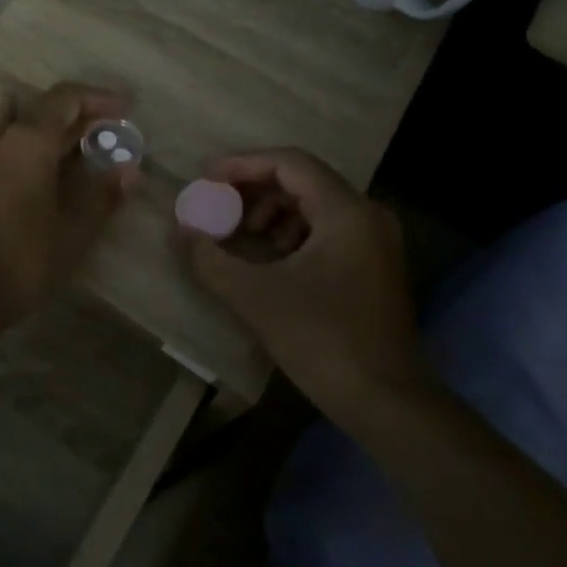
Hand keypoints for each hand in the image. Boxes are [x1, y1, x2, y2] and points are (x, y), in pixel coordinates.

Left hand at [0, 83, 136, 325]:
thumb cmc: (20, 260)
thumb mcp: (73, 232)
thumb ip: (102, 195)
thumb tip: (128, 170)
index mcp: (27, 140)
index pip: (66, 98)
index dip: (98, 99)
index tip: (126, 110)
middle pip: (40, 109)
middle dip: (76, 117)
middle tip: (106, 135)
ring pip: (14, 125)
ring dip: (46, 130)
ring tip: (73, 151)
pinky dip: (24, 148)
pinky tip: (38, 175)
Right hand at [177, 149, 426, 420]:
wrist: (387, 402)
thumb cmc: (322, 341)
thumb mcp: (256, 297)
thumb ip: (210, 259)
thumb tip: (179, 232)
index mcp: (346, 212)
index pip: (290, 163)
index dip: (243, 165)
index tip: (206, 178)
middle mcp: (367, 215)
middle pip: (303, 180)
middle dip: (254, 190)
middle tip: (218, 207)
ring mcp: (375, 240)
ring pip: (314, 204)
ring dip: (272, 212)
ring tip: (241, 236)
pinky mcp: (375, 264)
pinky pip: (327, 228)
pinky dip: (292, 233)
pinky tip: (270, 260)